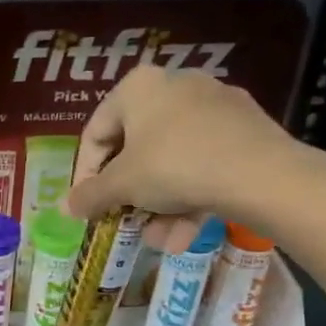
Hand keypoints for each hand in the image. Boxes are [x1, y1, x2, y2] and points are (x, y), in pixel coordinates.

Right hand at [65, 64, 325, 247]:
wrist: (262, 174)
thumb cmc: (174, 167)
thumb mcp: (123, 185)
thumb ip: (90, 195)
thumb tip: (64, 207)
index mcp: (137, 87)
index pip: (95, 133)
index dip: (85, 174)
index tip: (88, 206)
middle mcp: (174, 85)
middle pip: (136, 149)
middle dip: (130, 195)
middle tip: (126, 222)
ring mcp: (214, 104)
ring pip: (172, 161)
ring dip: (161, 205)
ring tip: (162, 240)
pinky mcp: (244, 127)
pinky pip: (203, 162)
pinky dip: (191, 195)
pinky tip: (187, 233)